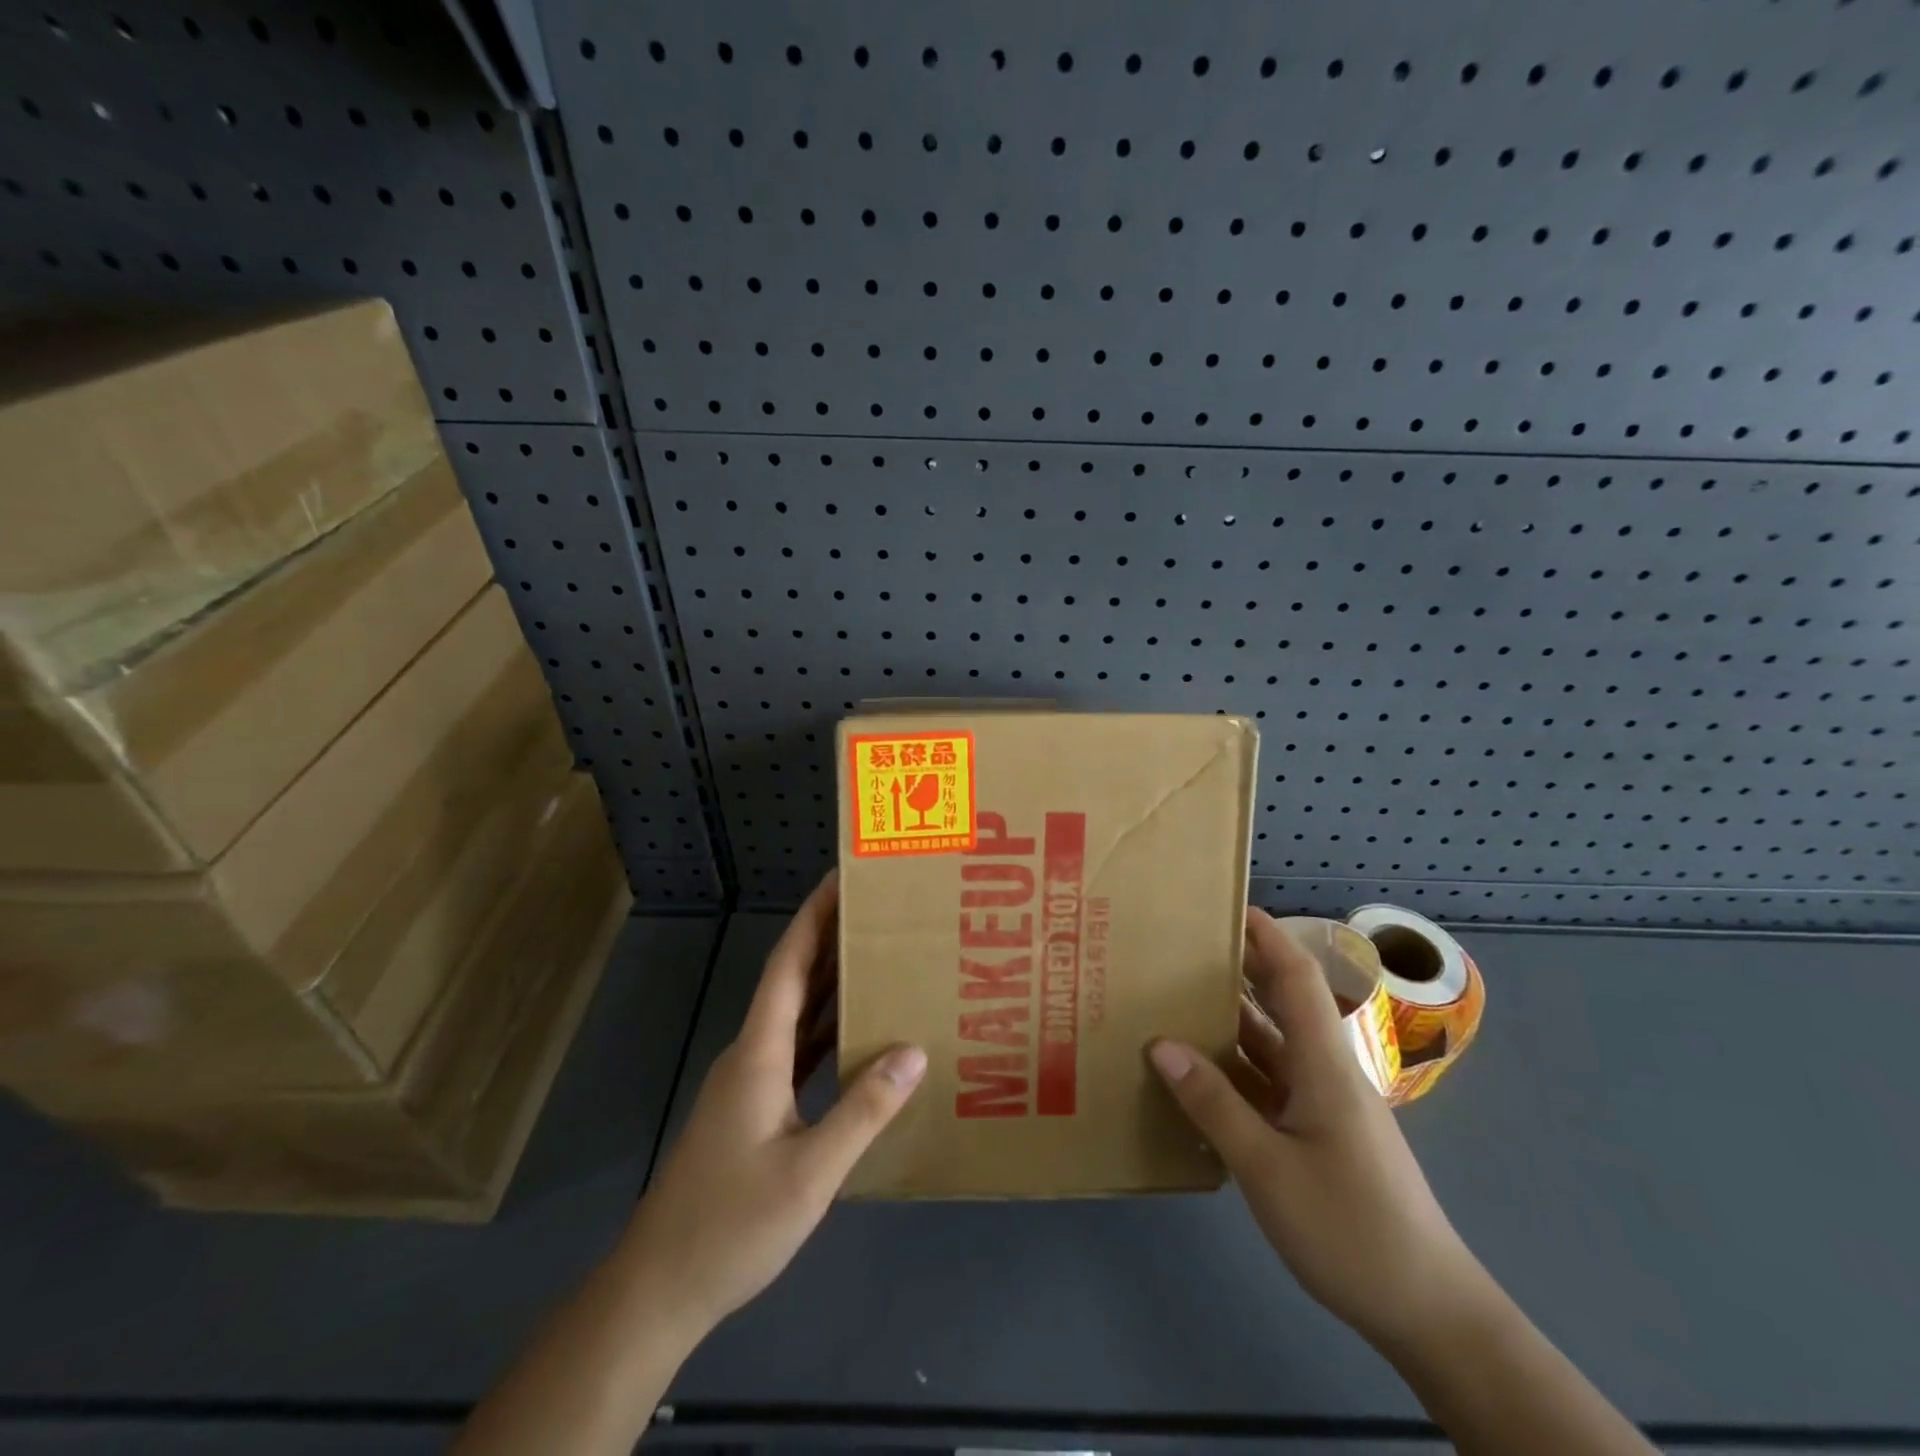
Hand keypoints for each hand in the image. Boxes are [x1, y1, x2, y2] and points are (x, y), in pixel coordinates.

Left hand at [626, 872, 926, 1334]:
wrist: (660, 1287)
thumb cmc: (731, 1224)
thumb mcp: (810, 1172)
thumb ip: (863, 1110)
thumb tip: (914, 1050)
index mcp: (759, 1052)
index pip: (789, 964)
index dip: (814, 916)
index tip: (842, 879)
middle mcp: (752, 1053)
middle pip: (794, 979)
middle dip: (830, 937)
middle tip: (878, 909)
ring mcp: (751, 1081)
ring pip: (797, 1014)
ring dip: (832, 982)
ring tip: (879, 955)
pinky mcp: (754, 1107)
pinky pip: (797, 1050)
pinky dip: (828, 1030)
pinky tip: (859, 1034)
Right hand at [1149, 908, 1487, 1352]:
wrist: (1428, 1312)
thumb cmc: (1351, 1229)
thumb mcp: (1268, 1168)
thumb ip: (1214, 1104)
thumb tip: (1160, 1044)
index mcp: (1323, 1065)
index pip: (1297, 978)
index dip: (1266, 936)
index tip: (1225, 906)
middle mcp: (1325, 1073)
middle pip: (1282, 1003)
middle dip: (1239, 969)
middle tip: (1181, 949)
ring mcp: (1323, 1106)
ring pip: (1272, 1046)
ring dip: (1230, 1021)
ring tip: (1175, 1000)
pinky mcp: (1318, 1135)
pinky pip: (1269, 1085)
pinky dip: (1235, 1070)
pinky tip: (1198, 1075)